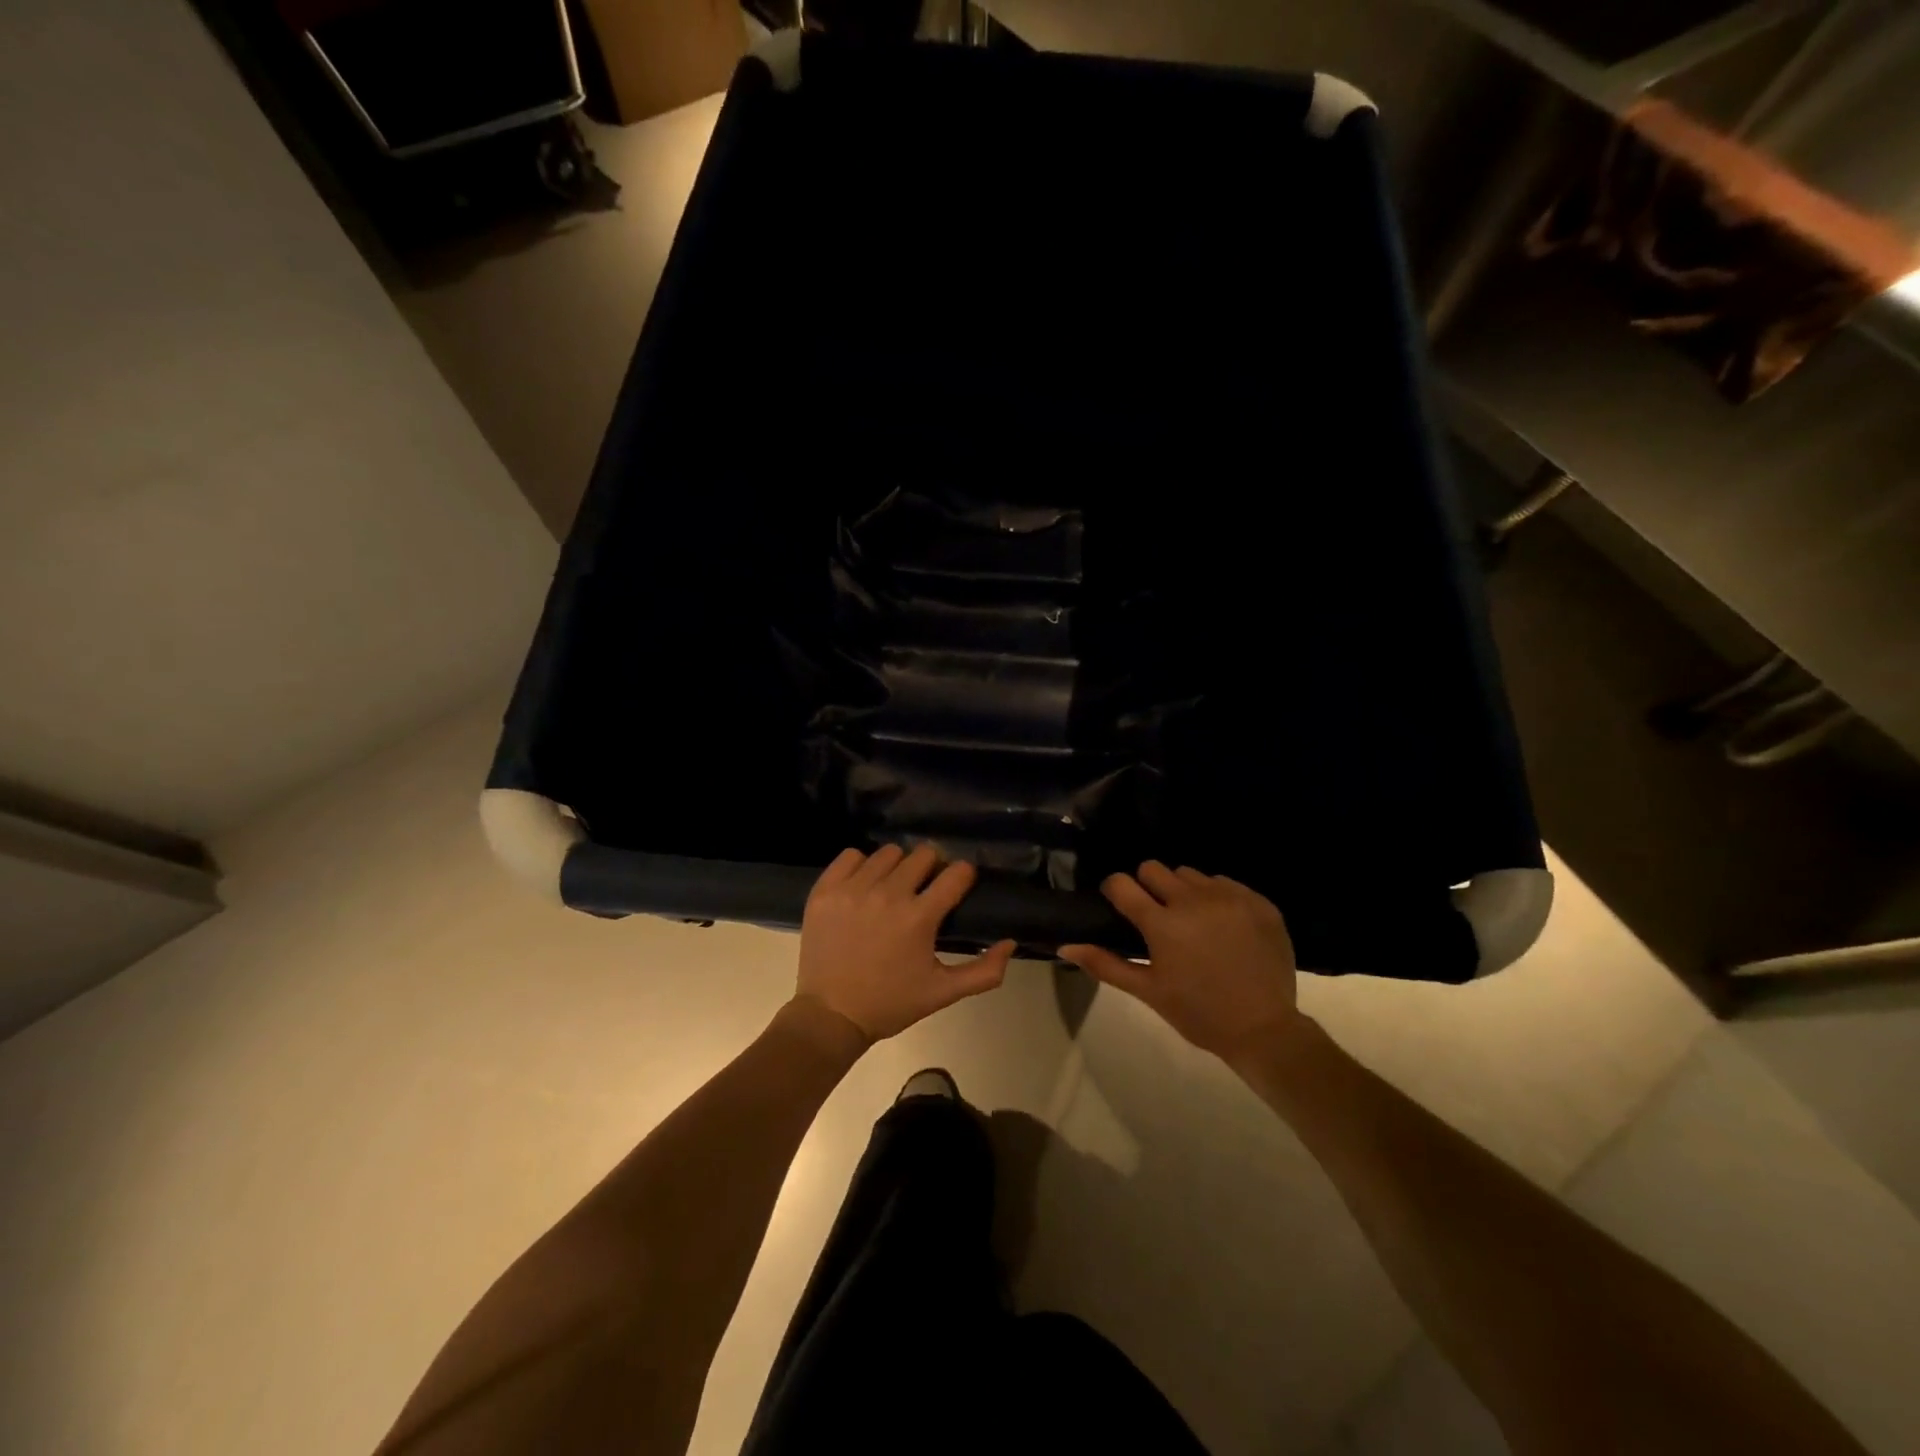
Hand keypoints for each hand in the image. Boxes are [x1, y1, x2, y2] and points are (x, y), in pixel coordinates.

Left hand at [795, 844, 1016, 1043]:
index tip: (958, 885)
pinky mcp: (825, 890)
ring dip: (897, 867)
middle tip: (924, 889)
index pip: (956, 873)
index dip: (962, 876)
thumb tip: (1010, 943)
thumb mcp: (942, 993)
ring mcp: (853, 889)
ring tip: (892, 888)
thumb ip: (984, 971)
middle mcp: (888, 895)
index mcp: (919, 917)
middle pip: (923, 855)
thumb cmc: (890, 1004)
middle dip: (931, 868)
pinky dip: (861, 866)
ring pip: (888, 853)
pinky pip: (850, 856)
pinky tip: (863, 886)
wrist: (829, 1016)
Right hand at [1058, 861, 1305, 1065]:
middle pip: (1154, 868)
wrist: (1264, 1029)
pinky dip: (1217, 898)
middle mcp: (1194, 900)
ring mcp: (1230, 897)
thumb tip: (1065, 945)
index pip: (1122, 883)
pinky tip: (1223, 926)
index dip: (1115, 891)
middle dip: (1147, 886)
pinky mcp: (1258, 901)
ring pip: (1191, 874)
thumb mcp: (1148, 992)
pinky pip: (1225, 883)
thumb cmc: (1198, 1013)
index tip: (1120, 905)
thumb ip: (1105, 964)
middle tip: (1156, 916)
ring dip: (1183, 891)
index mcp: (1162, 923)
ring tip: (1192, 922)